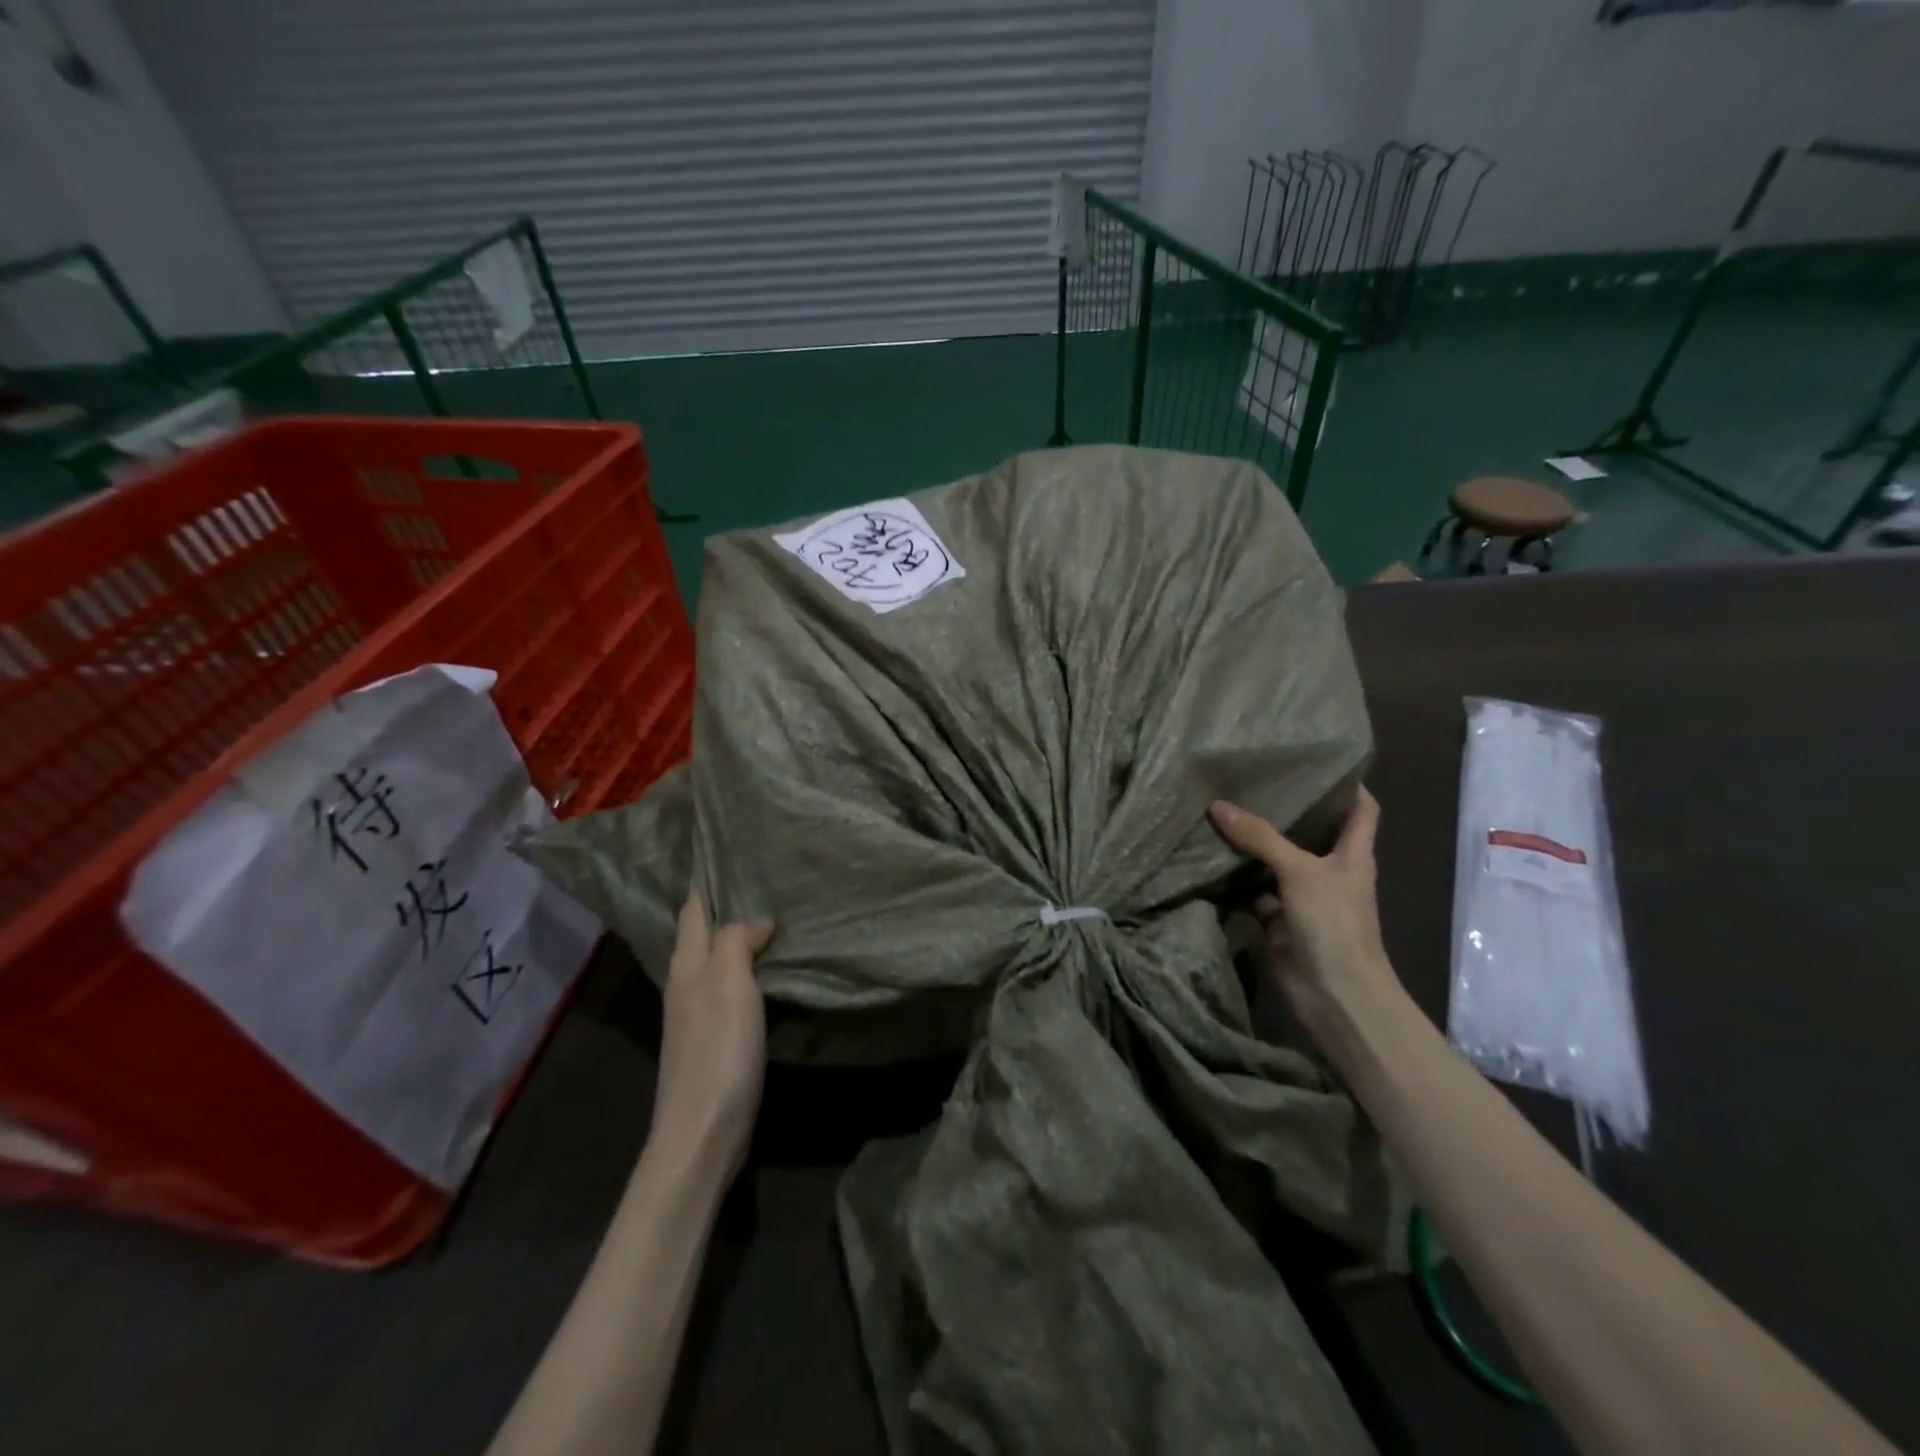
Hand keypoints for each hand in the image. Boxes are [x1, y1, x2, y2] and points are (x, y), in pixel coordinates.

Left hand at [652, 889, 775, 1173]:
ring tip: (766, 915)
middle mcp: (686, 985)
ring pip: (714, 960)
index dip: (703, 882)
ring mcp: (697, 1015)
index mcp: (687, 966)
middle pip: (699, 934)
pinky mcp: (713, 1039)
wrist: (703, 1132)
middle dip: (719, 905)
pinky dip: (744, 968)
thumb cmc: (717, 1051)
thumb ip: (738, 942)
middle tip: (753, 876)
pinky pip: (728, 987)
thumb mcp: (729, 985)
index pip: (692, 911)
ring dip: (733, 936)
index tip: (717, 850)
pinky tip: (765, 969)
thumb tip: (757, 920)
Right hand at [1209, 787, 1399, 1043]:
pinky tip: (1212, 857)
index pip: (1361, 810)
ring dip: (1255, 844)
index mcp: (1353, 854)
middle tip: (1252, 780)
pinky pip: (1255, 891)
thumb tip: (1218, 805)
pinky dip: (1237, 879)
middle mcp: (1330, 871)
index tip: (1320, 762)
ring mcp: (1305, 897)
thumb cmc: (1334, 922)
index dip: (1348, 785)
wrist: (1335, 993)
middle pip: (1310, 832)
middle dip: (1286, 810)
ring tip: (1224, 810)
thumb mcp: (1299, 871)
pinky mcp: (1280, 920)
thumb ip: (1260, 838)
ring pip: (1276, 862)